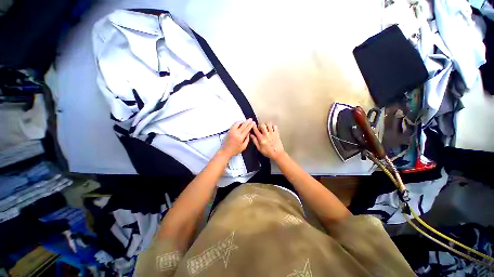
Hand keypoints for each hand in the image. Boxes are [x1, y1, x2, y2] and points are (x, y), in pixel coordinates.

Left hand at [220, 119, 253, 157]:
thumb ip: (247, 139)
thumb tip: (249, 133)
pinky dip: (237, 123)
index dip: (250, 125)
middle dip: (247, 122)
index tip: (253, 123)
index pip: (247, 129)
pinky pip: (233, 125)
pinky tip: (239, 123)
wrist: (225, 151)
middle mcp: (236, 133)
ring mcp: (232, 131)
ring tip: (245, 121)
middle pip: (243, 125)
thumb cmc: (234, 151)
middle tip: (250, 119)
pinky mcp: (229, 131)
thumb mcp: (243, 147)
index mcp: (240, 137)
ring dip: (242, 121)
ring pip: (237, 123)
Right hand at [251, 122, 285, 160]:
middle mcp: (266, 134)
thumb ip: (255, 141)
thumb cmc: (268, 152)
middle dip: (260, 125)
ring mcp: (272, 133)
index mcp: (261, 138)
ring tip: (266, 127)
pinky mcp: (277, 133)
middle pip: (262, 125)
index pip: (256, 130)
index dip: (254, 126)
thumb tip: (251, 135)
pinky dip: (273, 126)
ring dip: (266, 124)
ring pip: (268, 124)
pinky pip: (275, 126)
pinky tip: (271, 129)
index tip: (253, 124)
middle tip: (260, 128)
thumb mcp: (259, 148)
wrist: (277, 154)